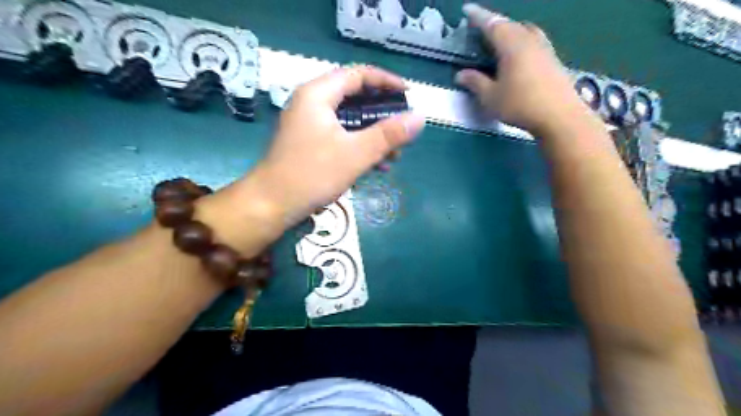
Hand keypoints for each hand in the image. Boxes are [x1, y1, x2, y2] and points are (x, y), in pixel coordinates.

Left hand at [255, 66, 422, 223]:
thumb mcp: (355, 154)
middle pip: (355, 97)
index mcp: (318, 94)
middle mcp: (312, 103)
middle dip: (383, 114)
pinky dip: (360, 145)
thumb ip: (388, 135)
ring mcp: (310, 124)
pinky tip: (378, 165)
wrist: (271, 205)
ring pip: (350, 120)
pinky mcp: (310, 143)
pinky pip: (341, 136)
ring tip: (396, 153)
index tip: (408, 95)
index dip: (386, 81)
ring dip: (374, 134)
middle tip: (403, 128)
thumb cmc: (312, 174)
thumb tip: (419, 118)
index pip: (358, 75)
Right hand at [454, 4, 594, 135]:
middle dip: (494, 24)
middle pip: (510, 24)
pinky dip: (521, 40)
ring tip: (501, 40)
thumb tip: (461, 74)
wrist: (559, 116)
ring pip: (524, 30)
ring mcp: (544, 48)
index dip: (478, 17)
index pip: (491, 24)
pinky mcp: (553, 59)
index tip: (467, 10)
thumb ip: (475, 83)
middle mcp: (529, 40)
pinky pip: (533, 40)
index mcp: (511, 45)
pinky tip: (519, 54)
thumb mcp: (491, 97)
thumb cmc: (520, 105)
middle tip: (482, 30)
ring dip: (510, 31)